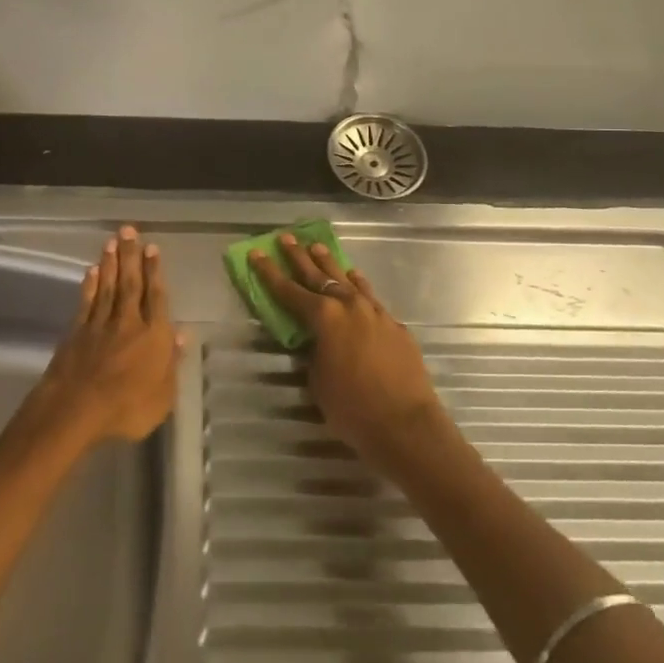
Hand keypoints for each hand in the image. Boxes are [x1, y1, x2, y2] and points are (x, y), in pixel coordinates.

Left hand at [29, 225, 179, 446]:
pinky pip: (87, 302)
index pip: (156, 297)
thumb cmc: (126, 409)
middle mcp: (128, 323)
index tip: (152, 248)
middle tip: (129, 230)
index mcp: (153, 337)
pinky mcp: (77, 332)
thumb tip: (182, 334)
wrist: (76, 410)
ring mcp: (100, 325)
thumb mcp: (163, 396)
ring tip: (113, 241)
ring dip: (111, 263)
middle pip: (132, 284)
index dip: (155, 272)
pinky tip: (92, 271)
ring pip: (109, 287)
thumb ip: (172, 364)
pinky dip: (90, 285)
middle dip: (131, 256)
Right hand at [249, 233, 449, 474]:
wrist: (406, 424)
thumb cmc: (353, 409)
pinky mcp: (394, 324)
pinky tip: (355, 278)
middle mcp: (348, 305)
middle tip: (287, 238)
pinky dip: (358, 285)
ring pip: (347, 279)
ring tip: (318, 247)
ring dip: (330, 264)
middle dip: (299, 256)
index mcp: (324, 317)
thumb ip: (314, 354)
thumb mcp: (318, 382)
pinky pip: (370, 296)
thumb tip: (317, 342)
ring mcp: (374, 312)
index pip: (289, 290)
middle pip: (318, 275)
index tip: (257, 252)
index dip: (269, 272)